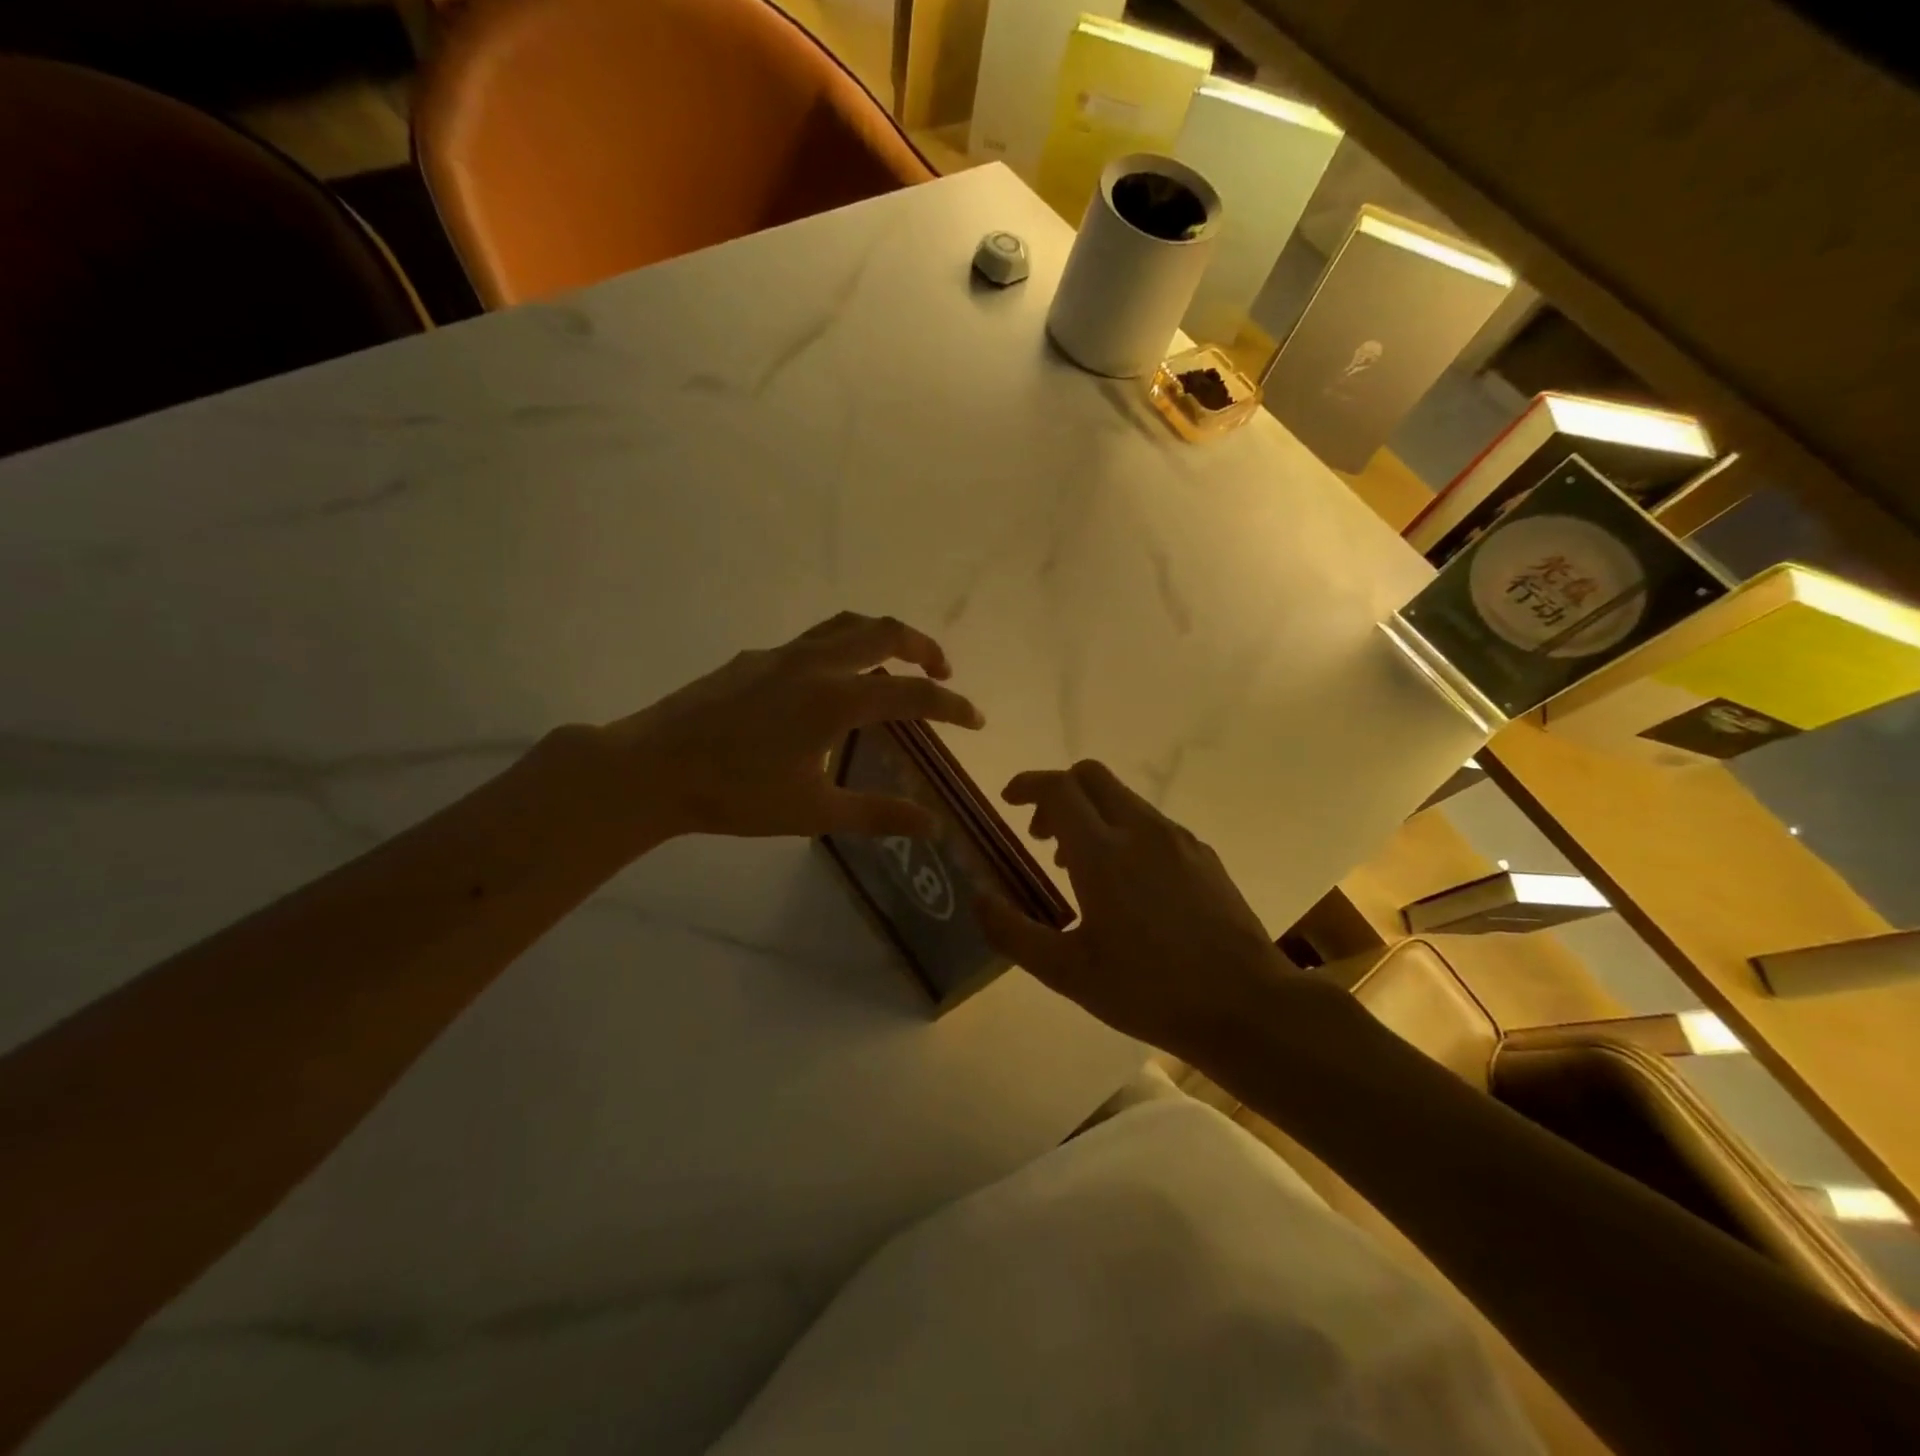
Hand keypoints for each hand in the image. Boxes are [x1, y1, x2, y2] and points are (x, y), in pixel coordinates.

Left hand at [599, 612, 983, 840]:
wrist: (652, 769)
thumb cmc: (736, 795)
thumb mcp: (814, 811)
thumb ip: (878, 813)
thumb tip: (932, 825)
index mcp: (836, 699)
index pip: (913, 694)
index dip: (952, 706)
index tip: (976, 720)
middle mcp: (815, 664)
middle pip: (884, 633)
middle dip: (923, 647)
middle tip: (943, 671)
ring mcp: (781, 655)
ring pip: (846, 625)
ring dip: (882, 637)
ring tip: (896, 663)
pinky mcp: (754, 659)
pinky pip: (812, 640)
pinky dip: (842, 649)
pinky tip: (828, 686)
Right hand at [976, 760, 1299, 1059]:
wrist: (1247, 1006)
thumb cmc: (1149, 991)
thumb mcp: (1067, 972)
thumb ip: (1013, 932)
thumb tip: (977, 898)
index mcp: (1103, 852)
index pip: (1058, 788)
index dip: (1028, 784)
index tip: (1009, 801)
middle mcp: (1141, 830)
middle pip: (1092, 777)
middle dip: (1058, 792)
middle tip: (1042, 835)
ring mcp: (1178, 840)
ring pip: (1124, 799)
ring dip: (1092, 814)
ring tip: (1079, 867)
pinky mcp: (1204, 855)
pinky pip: (1152, 824)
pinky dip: (1124, 832)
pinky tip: (1128, 885)